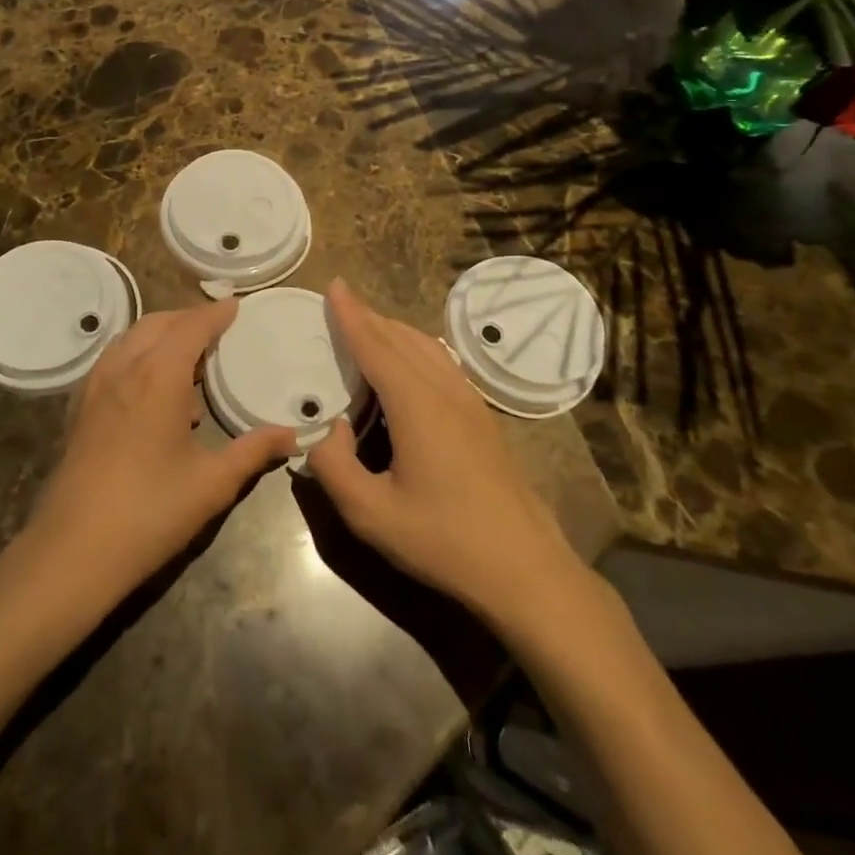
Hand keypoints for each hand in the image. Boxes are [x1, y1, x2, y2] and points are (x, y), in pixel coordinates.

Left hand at [25, 300, 296, 601]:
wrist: (70, 552)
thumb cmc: (148, 513)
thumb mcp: (211, 484)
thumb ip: (253, 452)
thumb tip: (291, 434)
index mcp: (157, 376)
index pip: (191, 326)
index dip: (216, 314)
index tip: (236, 306)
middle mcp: (123, 368)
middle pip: (158, 323)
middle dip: (189, 319)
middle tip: (219, 329)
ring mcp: (96, 387)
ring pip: (132, 339)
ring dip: (162, 335)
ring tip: (191, 359)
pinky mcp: (81, 408)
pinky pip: (114, 360)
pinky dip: (139, 355)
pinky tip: (155, 391)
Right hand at [307, 279, 596, 632]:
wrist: (526, 570)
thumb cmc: (444, 541)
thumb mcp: (371, 514)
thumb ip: (334, 466)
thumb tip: (329, 429)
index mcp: (416, 405)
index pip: (376, 345)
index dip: (352, 314)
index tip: (335, 284)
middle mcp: (445, 391)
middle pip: (402, 339)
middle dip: (369, 318)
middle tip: (340, 308)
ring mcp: (471, 403)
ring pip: (428, 348)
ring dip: (394, 332)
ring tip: (368, 330)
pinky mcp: (484, 419)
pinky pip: (444, 364)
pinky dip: (416, 350)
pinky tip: (410, 366)